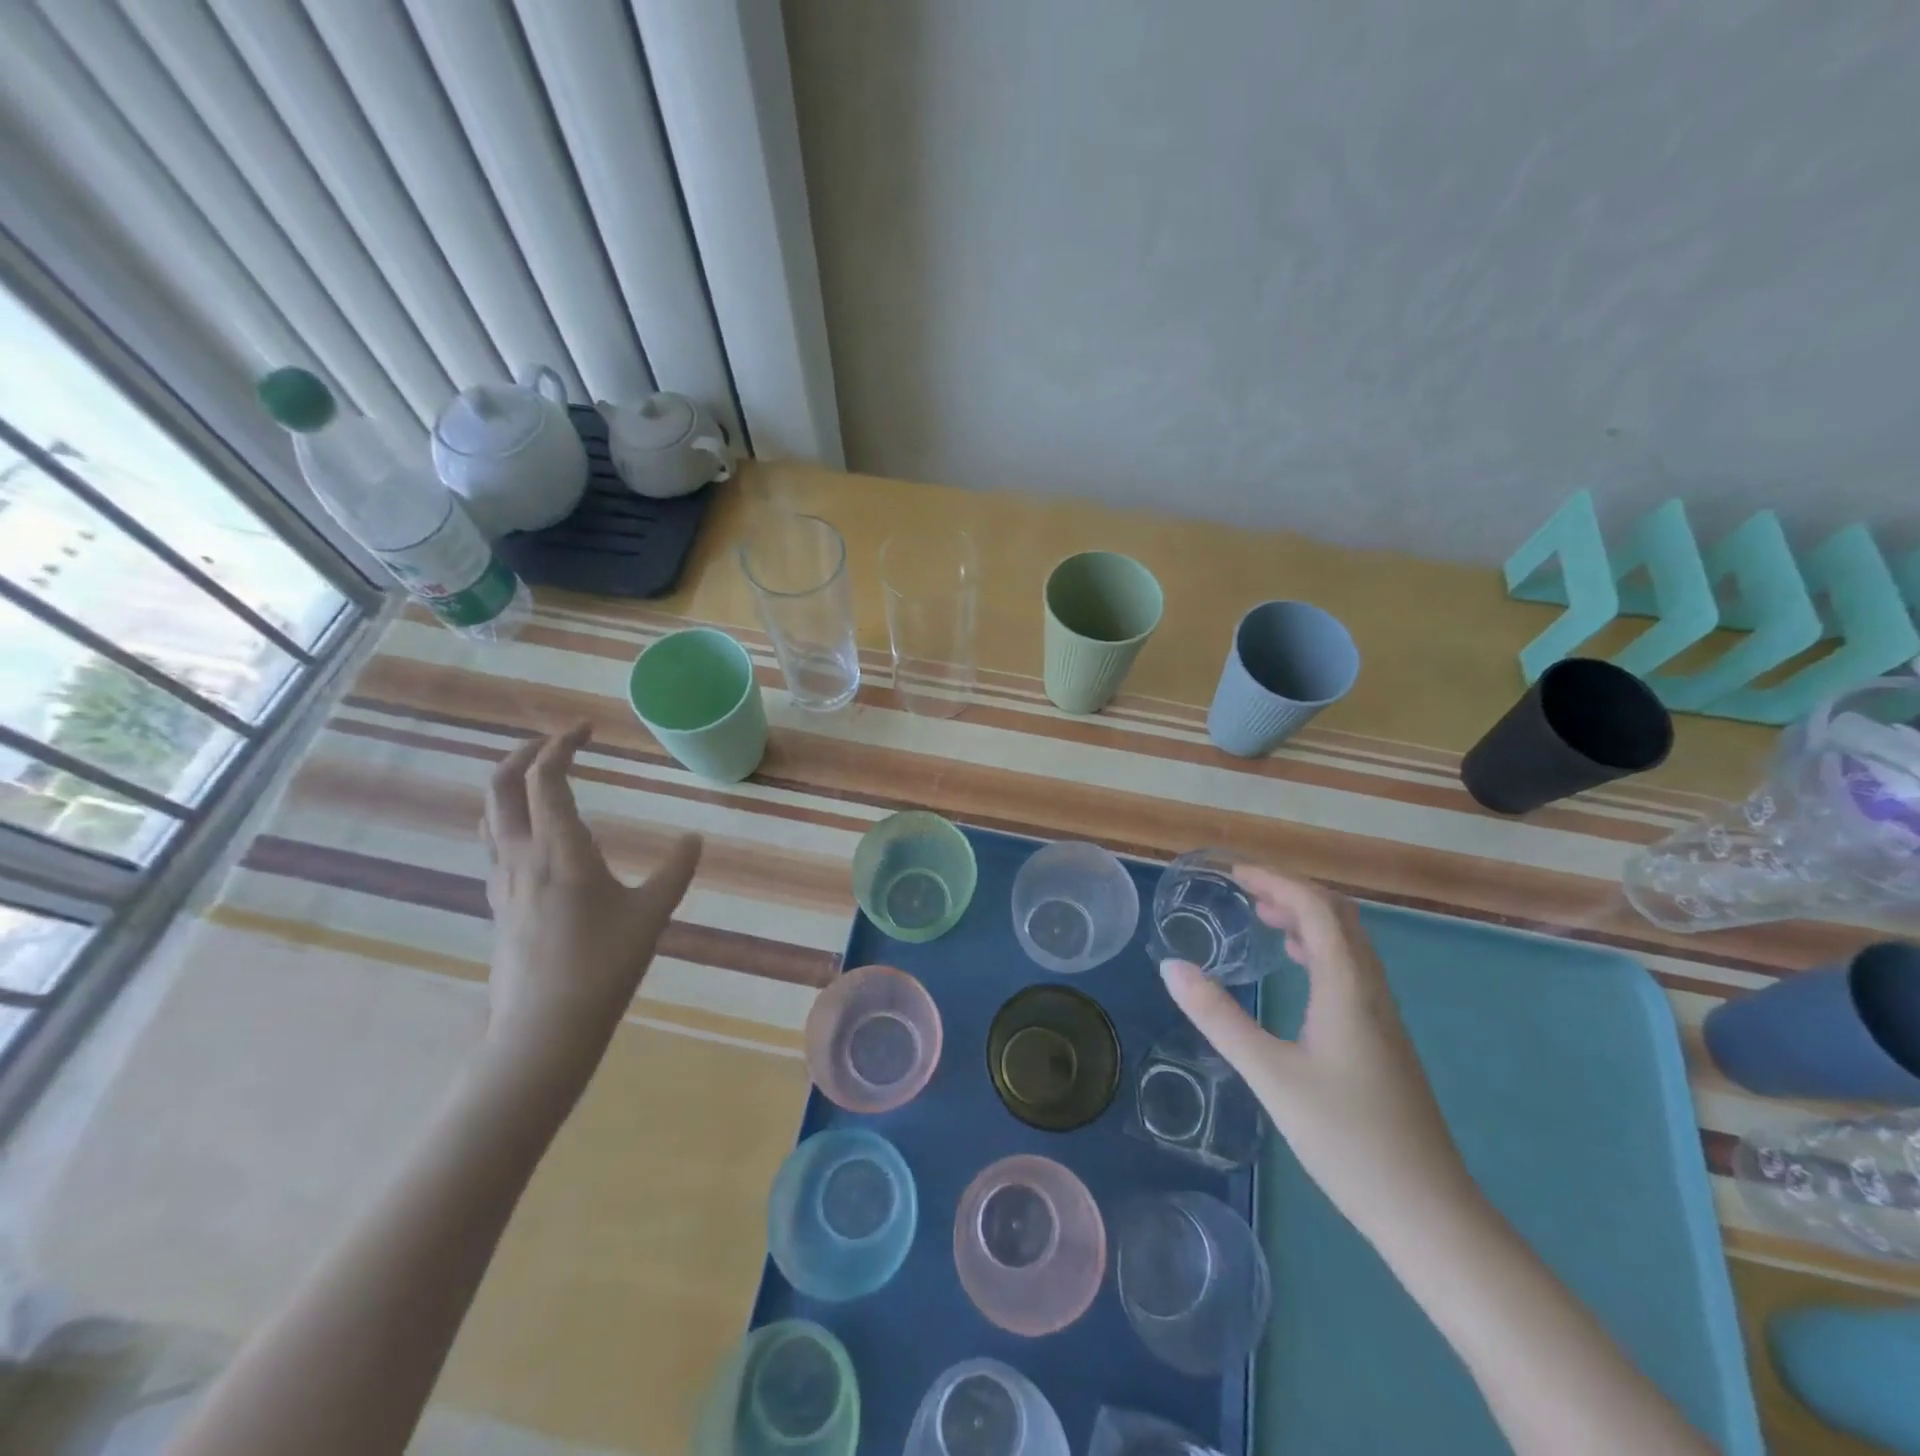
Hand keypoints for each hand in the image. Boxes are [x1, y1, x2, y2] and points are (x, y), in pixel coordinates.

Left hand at [480, 723, 700, 1100]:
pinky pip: (494, 845)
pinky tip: (537, 839)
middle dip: (524, 753)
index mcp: (559, 849)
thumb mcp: (652, 914)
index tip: (586, 729)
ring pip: (490, 816)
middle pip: (501, 786)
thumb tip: (696, 837)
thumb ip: (675, 870)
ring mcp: (502, 882)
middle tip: (556, 742)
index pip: (545, 778)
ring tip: (541, 780)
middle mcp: (521, 856)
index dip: (561, 744)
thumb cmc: (603, 965)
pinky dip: (510, 820)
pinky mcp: (498, 905)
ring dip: (511, 785)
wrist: (544, 1028)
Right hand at [1159, 867, 1473, 1231]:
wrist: (1428, 1213)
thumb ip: (1218, 1017)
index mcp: (1347, 987)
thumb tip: (1171, 967)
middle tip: (1244, 892)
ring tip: (1263, 919)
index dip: (1275, 880)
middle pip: (1339, 916)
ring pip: (1349, 942)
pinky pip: (1351, 968)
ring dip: (1307, 918)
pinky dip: (1319, 948)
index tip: (1232, 874)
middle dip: (1291, 892)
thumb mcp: (1269, 1074)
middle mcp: (1371, 990)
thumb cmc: (1346, 1138)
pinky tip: (1297, 970)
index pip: (1316, 908)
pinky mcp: (1383, 1039)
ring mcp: (1382, 1016)